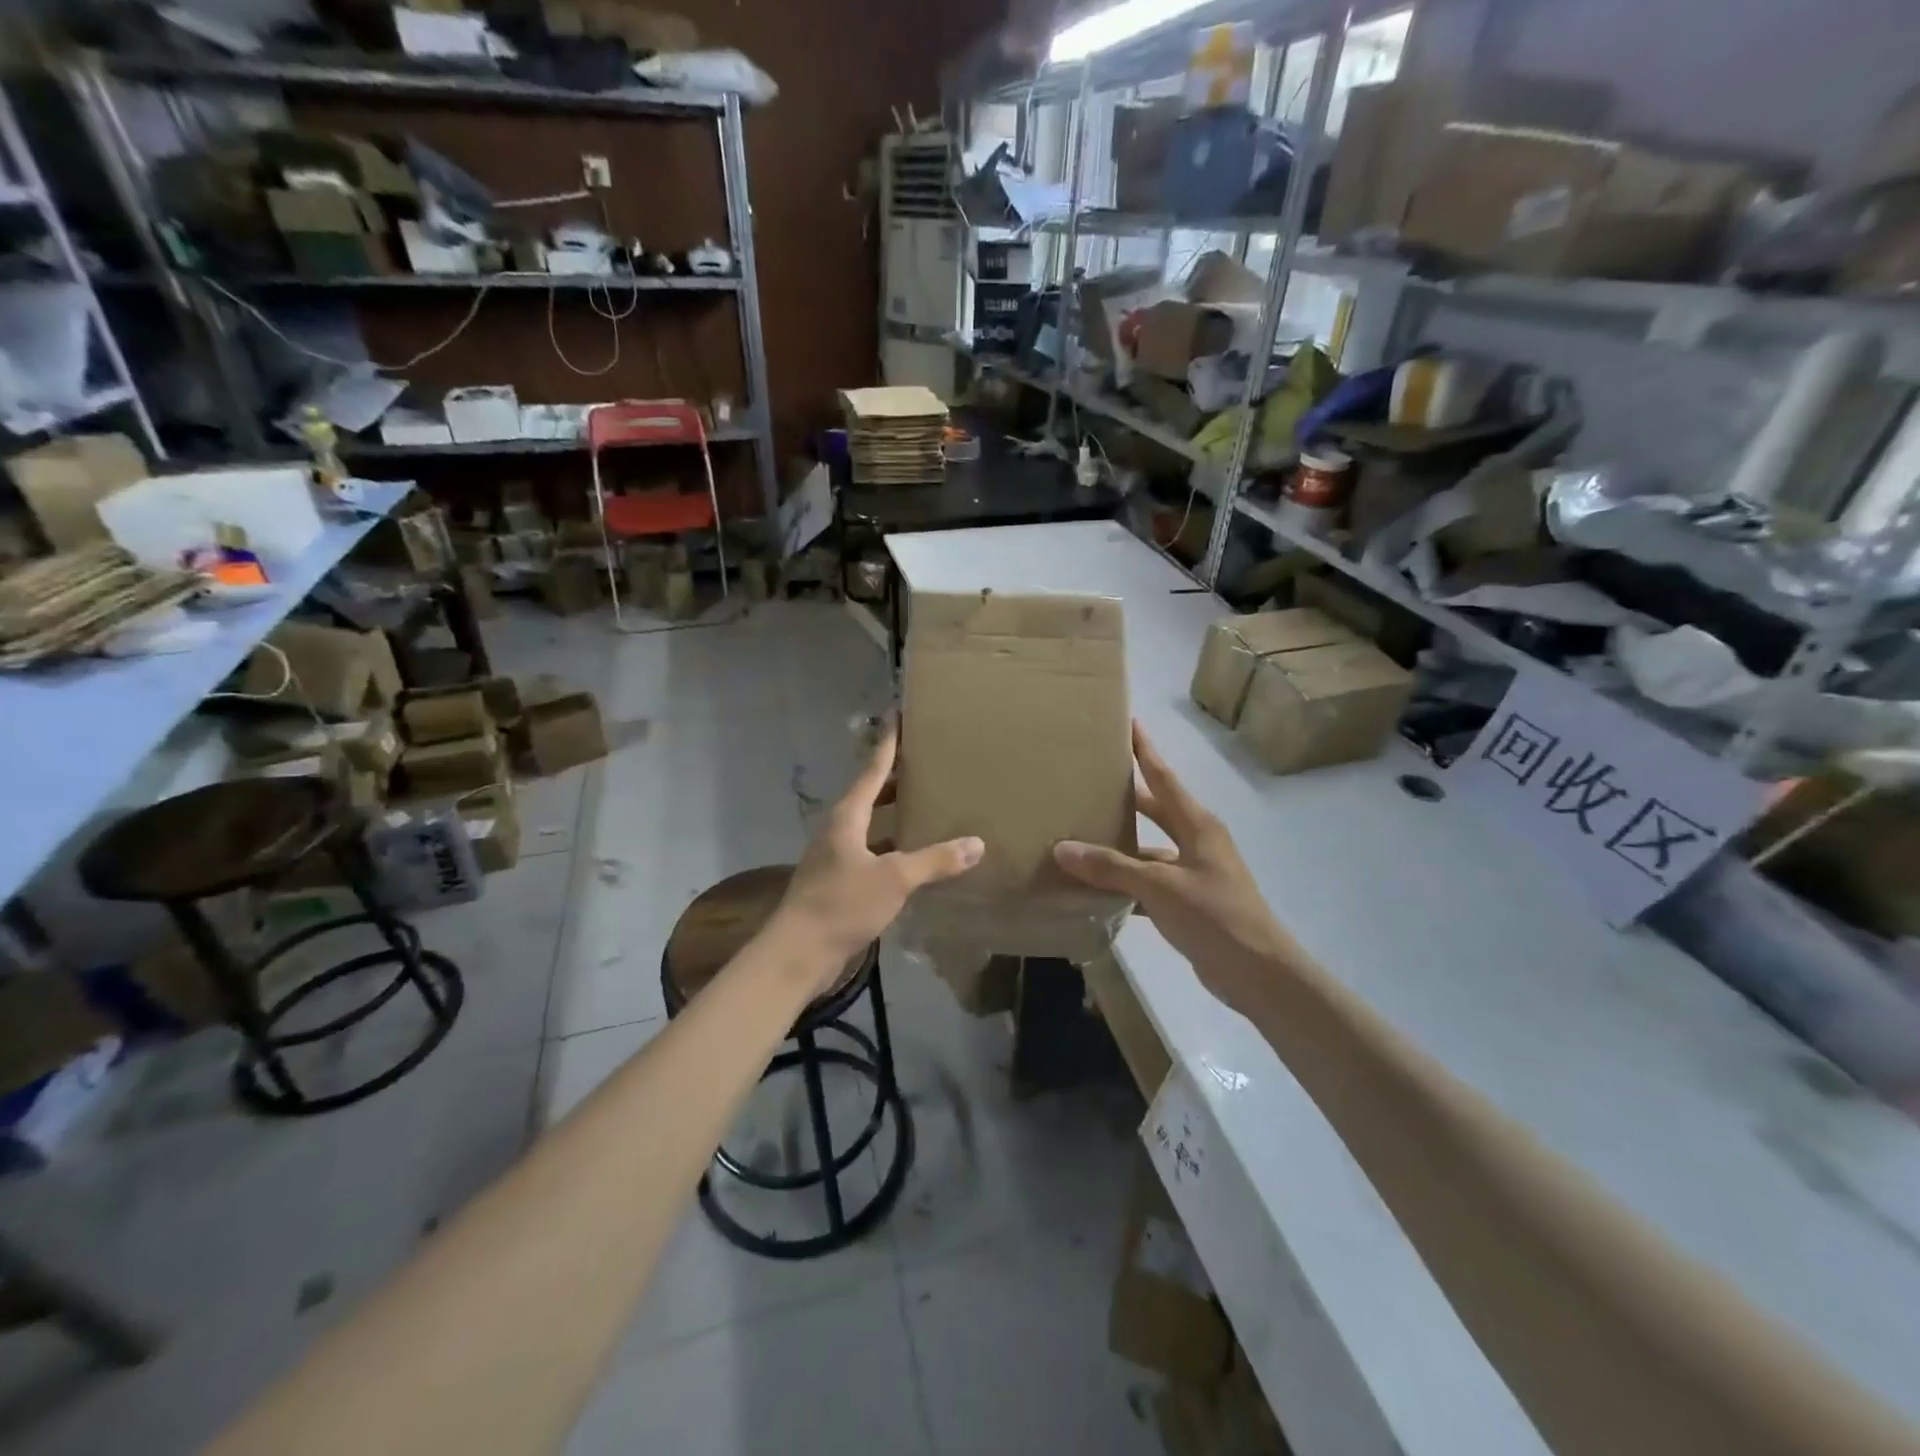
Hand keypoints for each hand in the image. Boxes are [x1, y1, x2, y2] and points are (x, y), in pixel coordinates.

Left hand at [773, 724, 983, 988]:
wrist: (798, 953)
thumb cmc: (842, 904)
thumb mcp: (894, 879)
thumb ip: (935, 860)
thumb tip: (976, 843)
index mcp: (847, 817)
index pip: (871, 770)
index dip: (888, 745)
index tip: (898, 718)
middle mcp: (838, 830)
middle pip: (869, 795)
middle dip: (895, 780)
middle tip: (925, 765)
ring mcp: (835, 858)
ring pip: (870, 826)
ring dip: (893, 816)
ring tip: (924, 806)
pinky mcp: (838, 883)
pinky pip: (870, 853)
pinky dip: (892, 848)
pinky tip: (913, 858)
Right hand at [1054, 722, 1293, 1019]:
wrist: (1259, 973)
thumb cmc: (1215, 916)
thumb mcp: (1160, 886)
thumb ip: (1112, 867)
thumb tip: (1063, 849)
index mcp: (1197, 824)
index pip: (1163, 776)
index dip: (1145, 749)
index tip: (1127, 722)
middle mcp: (1197, 840)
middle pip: (1155, 808)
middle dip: (1126, 794)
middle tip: (1090, 778)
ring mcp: (1194, 872)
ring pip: (1149, 849)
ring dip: (1120, 845)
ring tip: (1080, 835)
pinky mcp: (1189, 901)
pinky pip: (1149, 882)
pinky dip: (1125, 883)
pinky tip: (1095, 888)